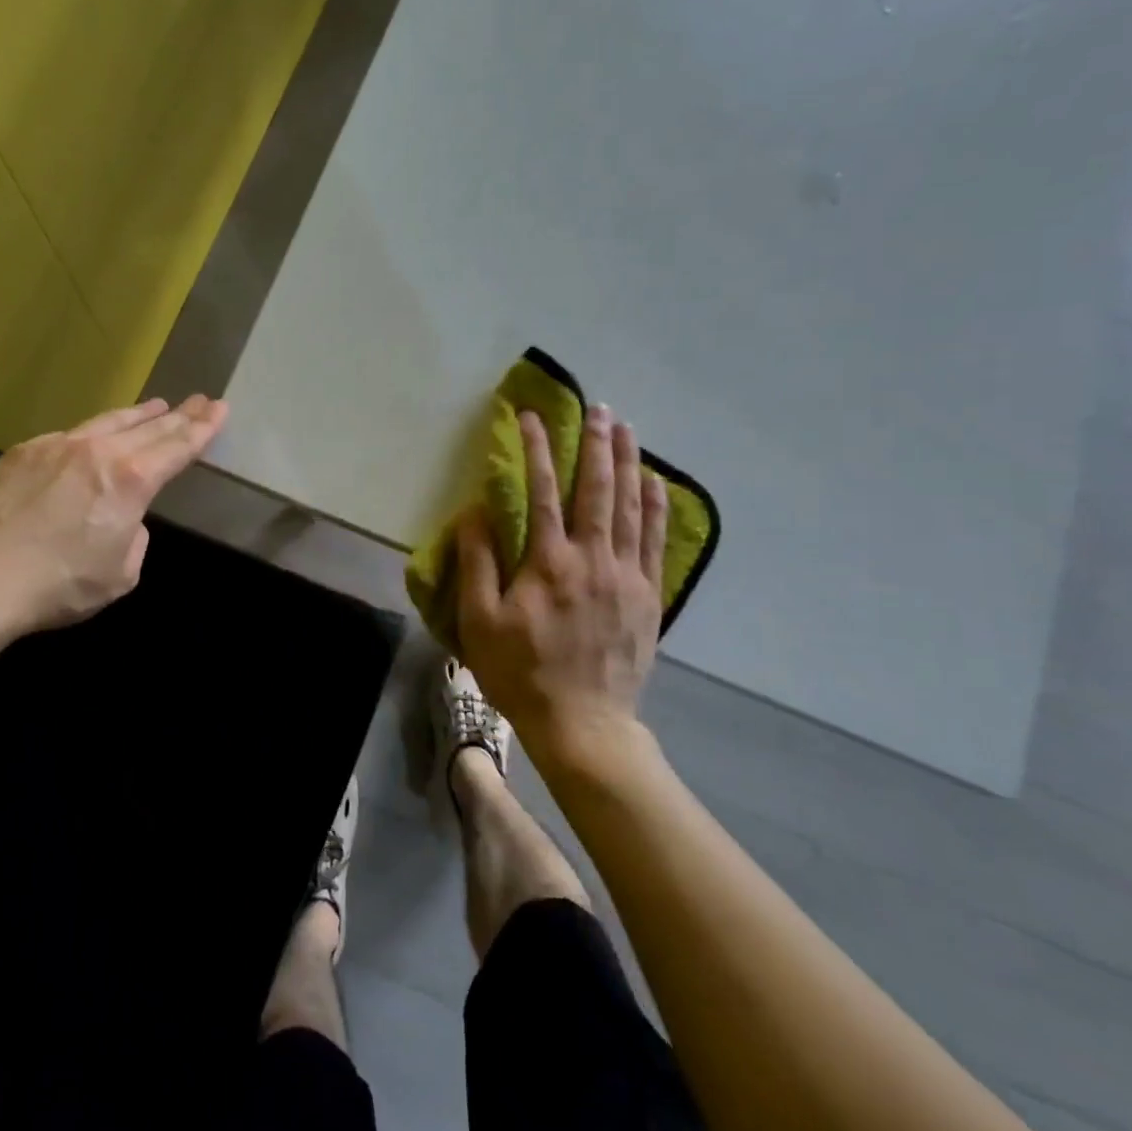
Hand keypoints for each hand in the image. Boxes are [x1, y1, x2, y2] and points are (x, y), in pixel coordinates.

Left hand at [0, 395, 227, 637]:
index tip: (220, 408)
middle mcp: (98, 451)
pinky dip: (92, 434)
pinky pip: (69, 436)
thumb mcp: (120, 575)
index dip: (203, 428)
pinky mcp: (23, 452)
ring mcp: (56, 445)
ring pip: (107, 422)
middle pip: (149, 427)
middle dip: (180, 415)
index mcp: (131, 480)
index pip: (177, 447)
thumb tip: (122, 519)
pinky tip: (93, 439)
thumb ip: (134, 537)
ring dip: (137, 416)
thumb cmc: (57, 586)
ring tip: (157, 406)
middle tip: (202, 400)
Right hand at [456, 404, 669, 769]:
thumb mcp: (479, 621)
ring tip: (627, 428)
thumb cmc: (521, 671)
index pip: (542, 491)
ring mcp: (626, 575)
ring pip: (630, 506)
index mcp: (549, 562)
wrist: (583, 723)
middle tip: (597, 408)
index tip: (530, 417)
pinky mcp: (647, 595)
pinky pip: (654, 539)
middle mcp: (592, 558)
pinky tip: (655, 481)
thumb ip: (478, 562)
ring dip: (628, 462)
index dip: (536, 450)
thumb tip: (476, 512)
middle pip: (596, 488)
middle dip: (595, 443)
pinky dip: (655, 505)